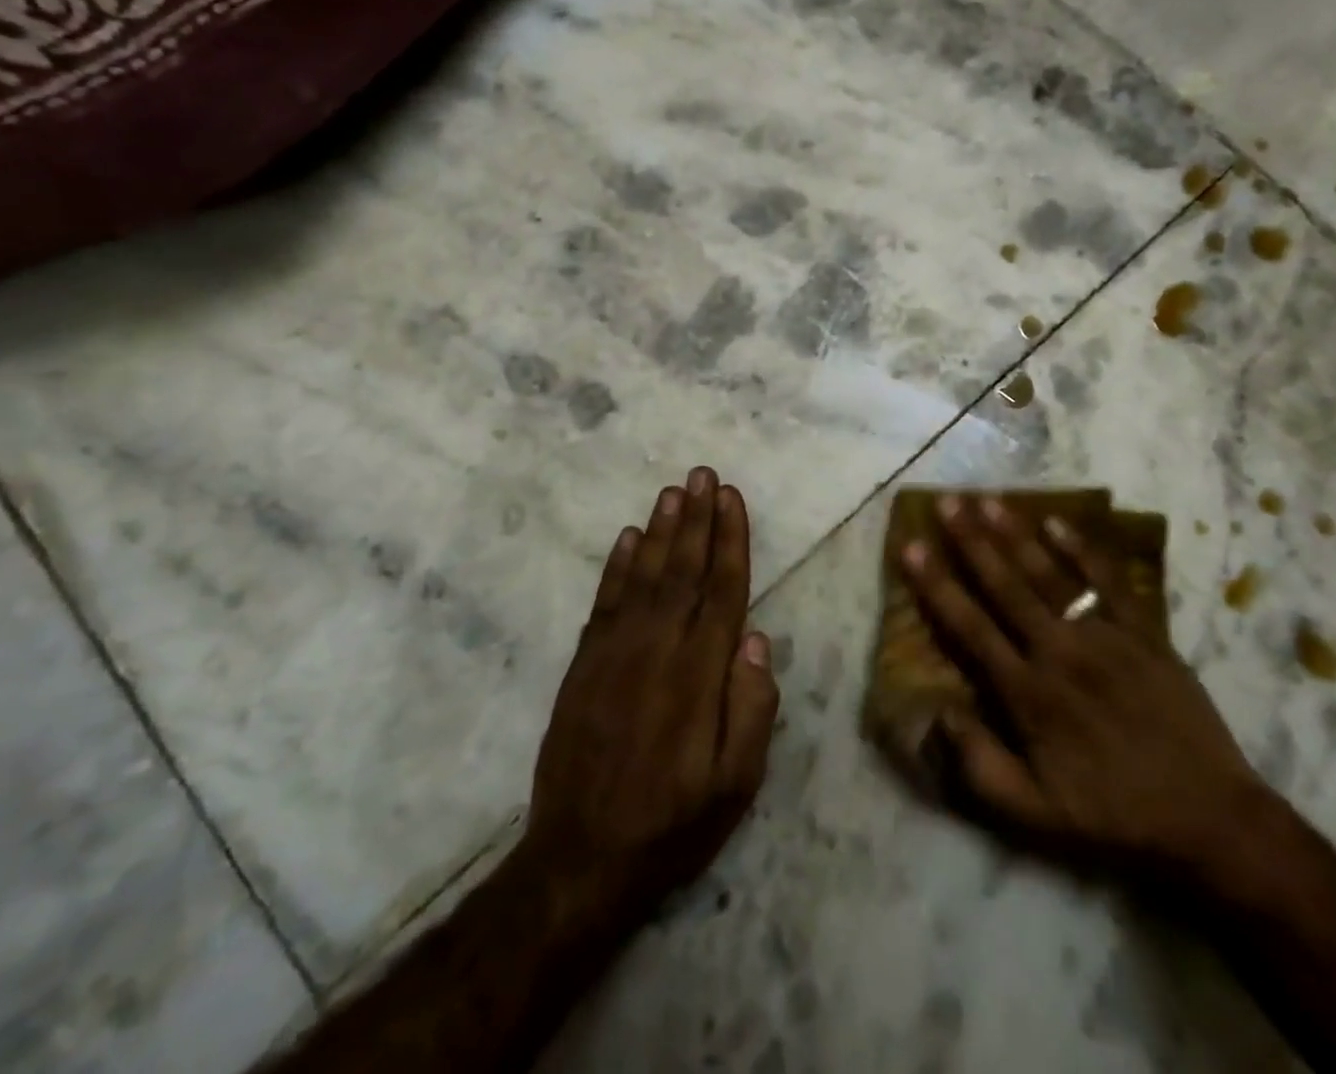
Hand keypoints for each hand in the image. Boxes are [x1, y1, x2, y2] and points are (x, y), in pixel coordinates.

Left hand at [523, 467, 778, 933]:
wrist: (579, 863)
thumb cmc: (672, 825)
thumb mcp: (735, 785)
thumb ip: (752, 708)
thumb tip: (756, 638)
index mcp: (699, 675)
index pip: (722, 590)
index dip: (730, 540)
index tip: (732, 498)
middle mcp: (657, 650)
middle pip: (683, 570)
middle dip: (696, 518)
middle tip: (703, 474)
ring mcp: (614, 655)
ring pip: (644, 576)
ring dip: (660, 531)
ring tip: (673, 491)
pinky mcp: (583, 667)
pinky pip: (604, 603)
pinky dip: (617, 567)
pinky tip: (629, 539)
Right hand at [899, 494, 1262, 883]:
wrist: (1208, 818)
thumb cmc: (1111, 814)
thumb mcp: (1034, 815)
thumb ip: (978, 764)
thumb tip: (936, 711)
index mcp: (1028, 694)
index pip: (969, 627)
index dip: (936, 585)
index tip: (911, 546)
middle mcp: (1060, 653)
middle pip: (1005, 586)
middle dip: (971, 542)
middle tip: (946, 502)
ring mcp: (1105, 637)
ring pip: (1050, 574)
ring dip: (1016, 535)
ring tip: (988, 500)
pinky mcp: (1144, 632)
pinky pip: (1108, 581)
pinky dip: (1082, 549)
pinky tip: (1056, 520)